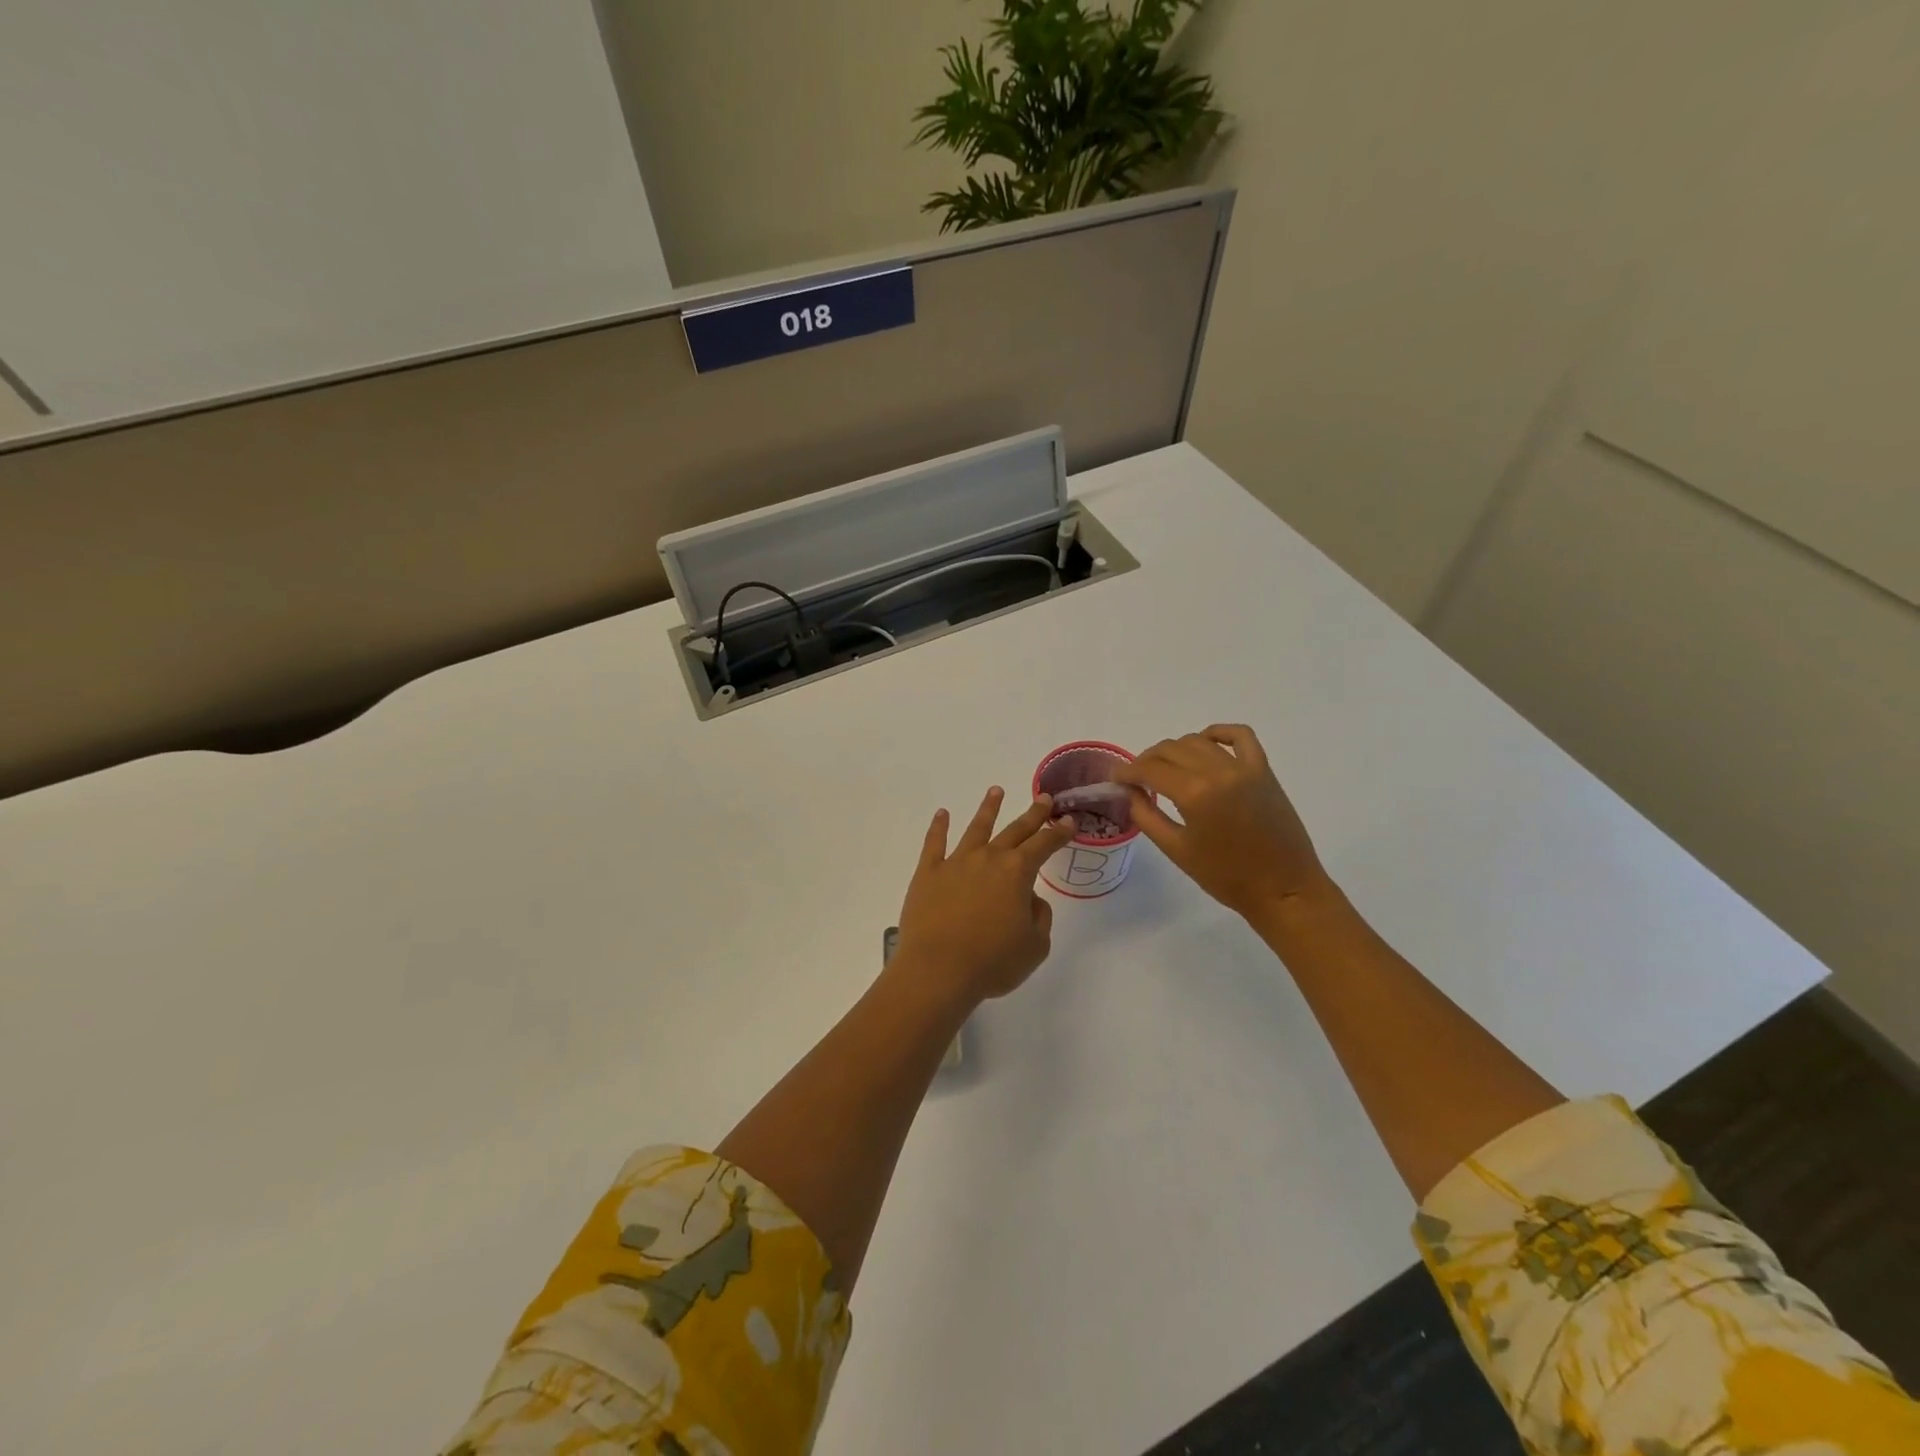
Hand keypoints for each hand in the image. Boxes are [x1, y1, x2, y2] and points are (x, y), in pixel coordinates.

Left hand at [894, 787, 1078, 1004]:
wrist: (938, 970)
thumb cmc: (992, 962)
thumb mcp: (1035, 946)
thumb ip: (1039, 917)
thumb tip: (1030, 898)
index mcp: (1017, 873)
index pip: (1044, 845)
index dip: (1059, 833)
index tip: (1069, 821)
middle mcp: (988, 858)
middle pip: (1014, 830)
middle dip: (1032, 814)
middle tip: (1044, 798)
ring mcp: (956, 862)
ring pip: (976, 828)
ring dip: (988, 809)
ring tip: (996, 791)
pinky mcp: (928, 873)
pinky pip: (934, 843)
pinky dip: (938, 827)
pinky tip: (942, 814)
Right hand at [1113, 724, 1331, 918]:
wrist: (1283, 889)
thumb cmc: (1226, 876)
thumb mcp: (1176, 850)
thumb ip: (1146, 815)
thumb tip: (1130, 790)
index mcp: (1194, 794)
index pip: (1149, 769)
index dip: (1127, 771)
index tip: (1116, 778)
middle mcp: (1217, 772)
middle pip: (1170, 749)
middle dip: (1147, 760)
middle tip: (1137, 778)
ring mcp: (1244, 767)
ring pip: (1198, 740)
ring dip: (1176, 750)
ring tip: (1167, 768)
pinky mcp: (1263, 770)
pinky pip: (1239, 736)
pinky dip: (1218, 733)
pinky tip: (1205, 742)